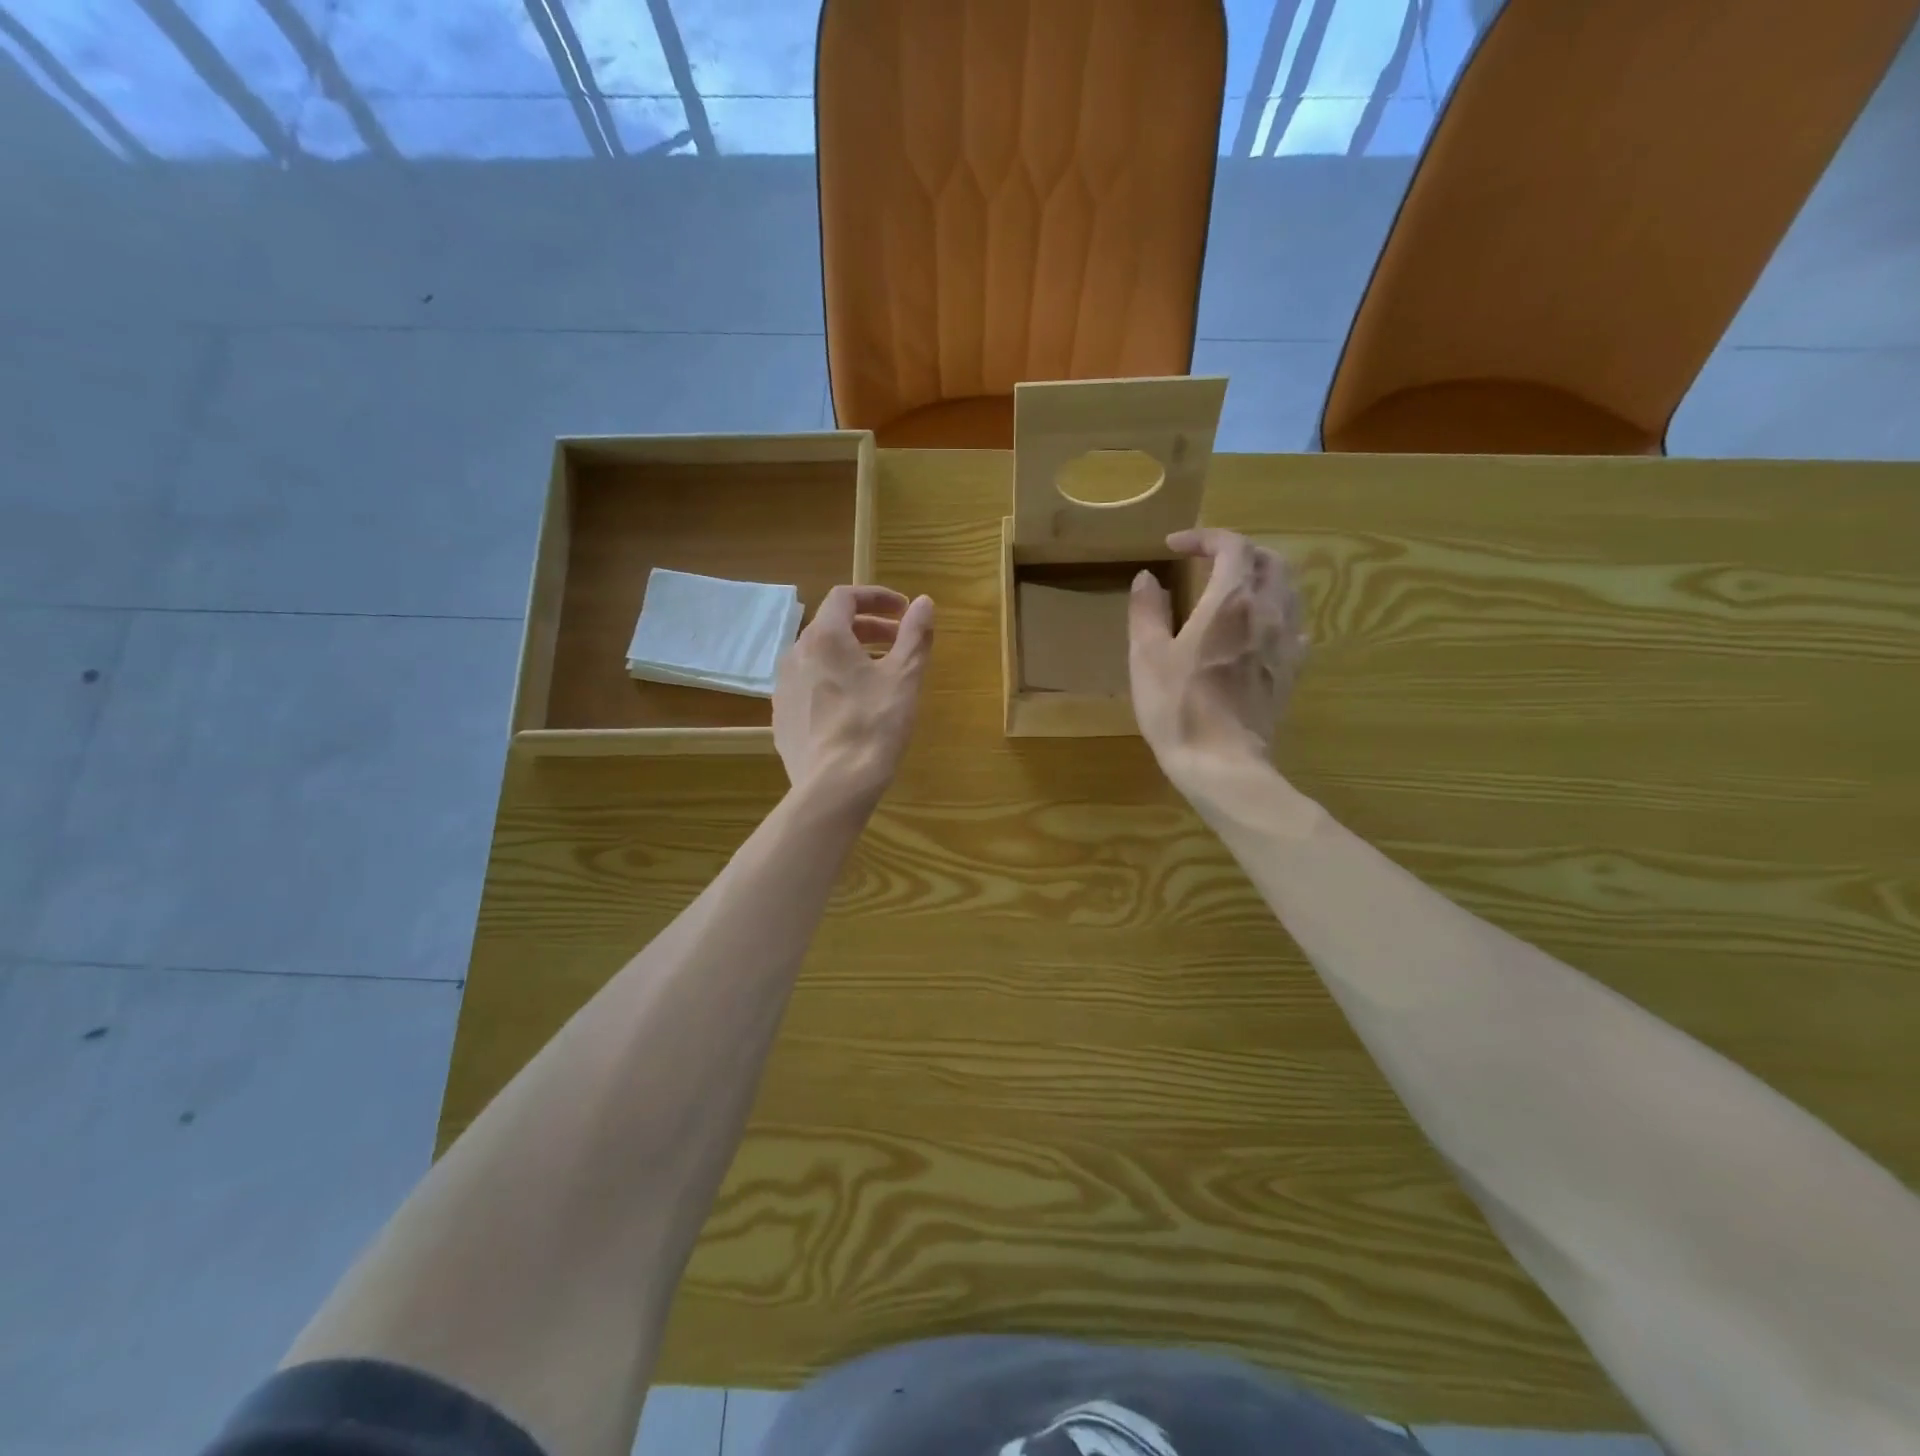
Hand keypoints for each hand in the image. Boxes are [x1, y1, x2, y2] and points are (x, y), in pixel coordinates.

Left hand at [774, 585, 933, 806]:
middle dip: (867, 627)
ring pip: (818, 657)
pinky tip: (853, 706)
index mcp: (824, 637)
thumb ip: (915, 634)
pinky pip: (809, 685)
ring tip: (878, 674)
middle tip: (898, 642)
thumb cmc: (874, 724)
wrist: (834, 785)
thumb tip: (924, 602)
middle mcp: (796, 654)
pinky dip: (833, 681)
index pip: (845, 597)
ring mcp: (784, 687)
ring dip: (849, 654)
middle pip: (831, 626)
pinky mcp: (783, 717)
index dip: (876, 597)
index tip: (903, 611)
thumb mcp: (905, 677)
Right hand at [1128, 528, 1306, 790]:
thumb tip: (1147, 578)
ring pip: (1289, 589)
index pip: (1232, 546)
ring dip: (1262, 576)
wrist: (1222, 763)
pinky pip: (1295, 625)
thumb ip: (1146, 611)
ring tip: (1234, 587)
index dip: (1205, 538)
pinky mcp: (1292, 671)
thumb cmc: (1177, 707)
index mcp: (1230, 602)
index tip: (1175, 547)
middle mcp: (1268, 612)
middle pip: (1269, 560)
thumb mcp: (1147, 656)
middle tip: (1208, 561)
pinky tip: (1259, 627)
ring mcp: (1286, 643)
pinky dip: (1277, 611)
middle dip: (1239, 551)